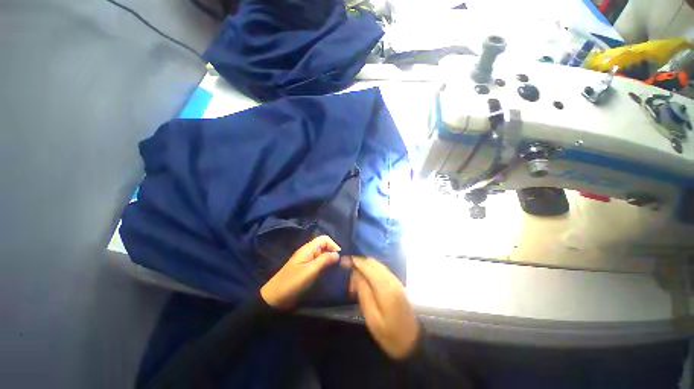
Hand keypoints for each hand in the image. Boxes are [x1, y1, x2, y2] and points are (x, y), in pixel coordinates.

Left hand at [260, 235, 340, 308]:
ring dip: (329, 259)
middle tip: (338, 264)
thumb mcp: (310, 271)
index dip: (333, 245)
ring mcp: (305, 260)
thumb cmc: (292, 282)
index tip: (339, 257)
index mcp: (308, 249)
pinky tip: (327, 273)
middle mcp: (307, 252)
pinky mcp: (305, 269)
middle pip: (323, 246)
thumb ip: (324, 260)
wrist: (275, 298)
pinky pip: (317, 262)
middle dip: (332, 252)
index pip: (324, 239)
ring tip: (334, 269)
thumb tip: (337, 254)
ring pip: (321, 254)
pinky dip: (324, 265)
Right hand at [349, 257, 419, 359]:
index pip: (367, 266)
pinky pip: (381, 269)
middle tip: (347, 273)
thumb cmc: (389, 334)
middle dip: (359, 263)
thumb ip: (363, 292)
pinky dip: (371, 270)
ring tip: (354, 280)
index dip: (355, 261)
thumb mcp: (371, 317)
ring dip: (364, 266)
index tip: (343, 260)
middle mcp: (391, 279)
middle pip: (372, 262)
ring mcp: (396, 280)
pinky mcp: (397, 283)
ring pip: (377, 264)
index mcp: (385, 288)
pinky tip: (365, 280)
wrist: (412, 342)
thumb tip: (355, 273)